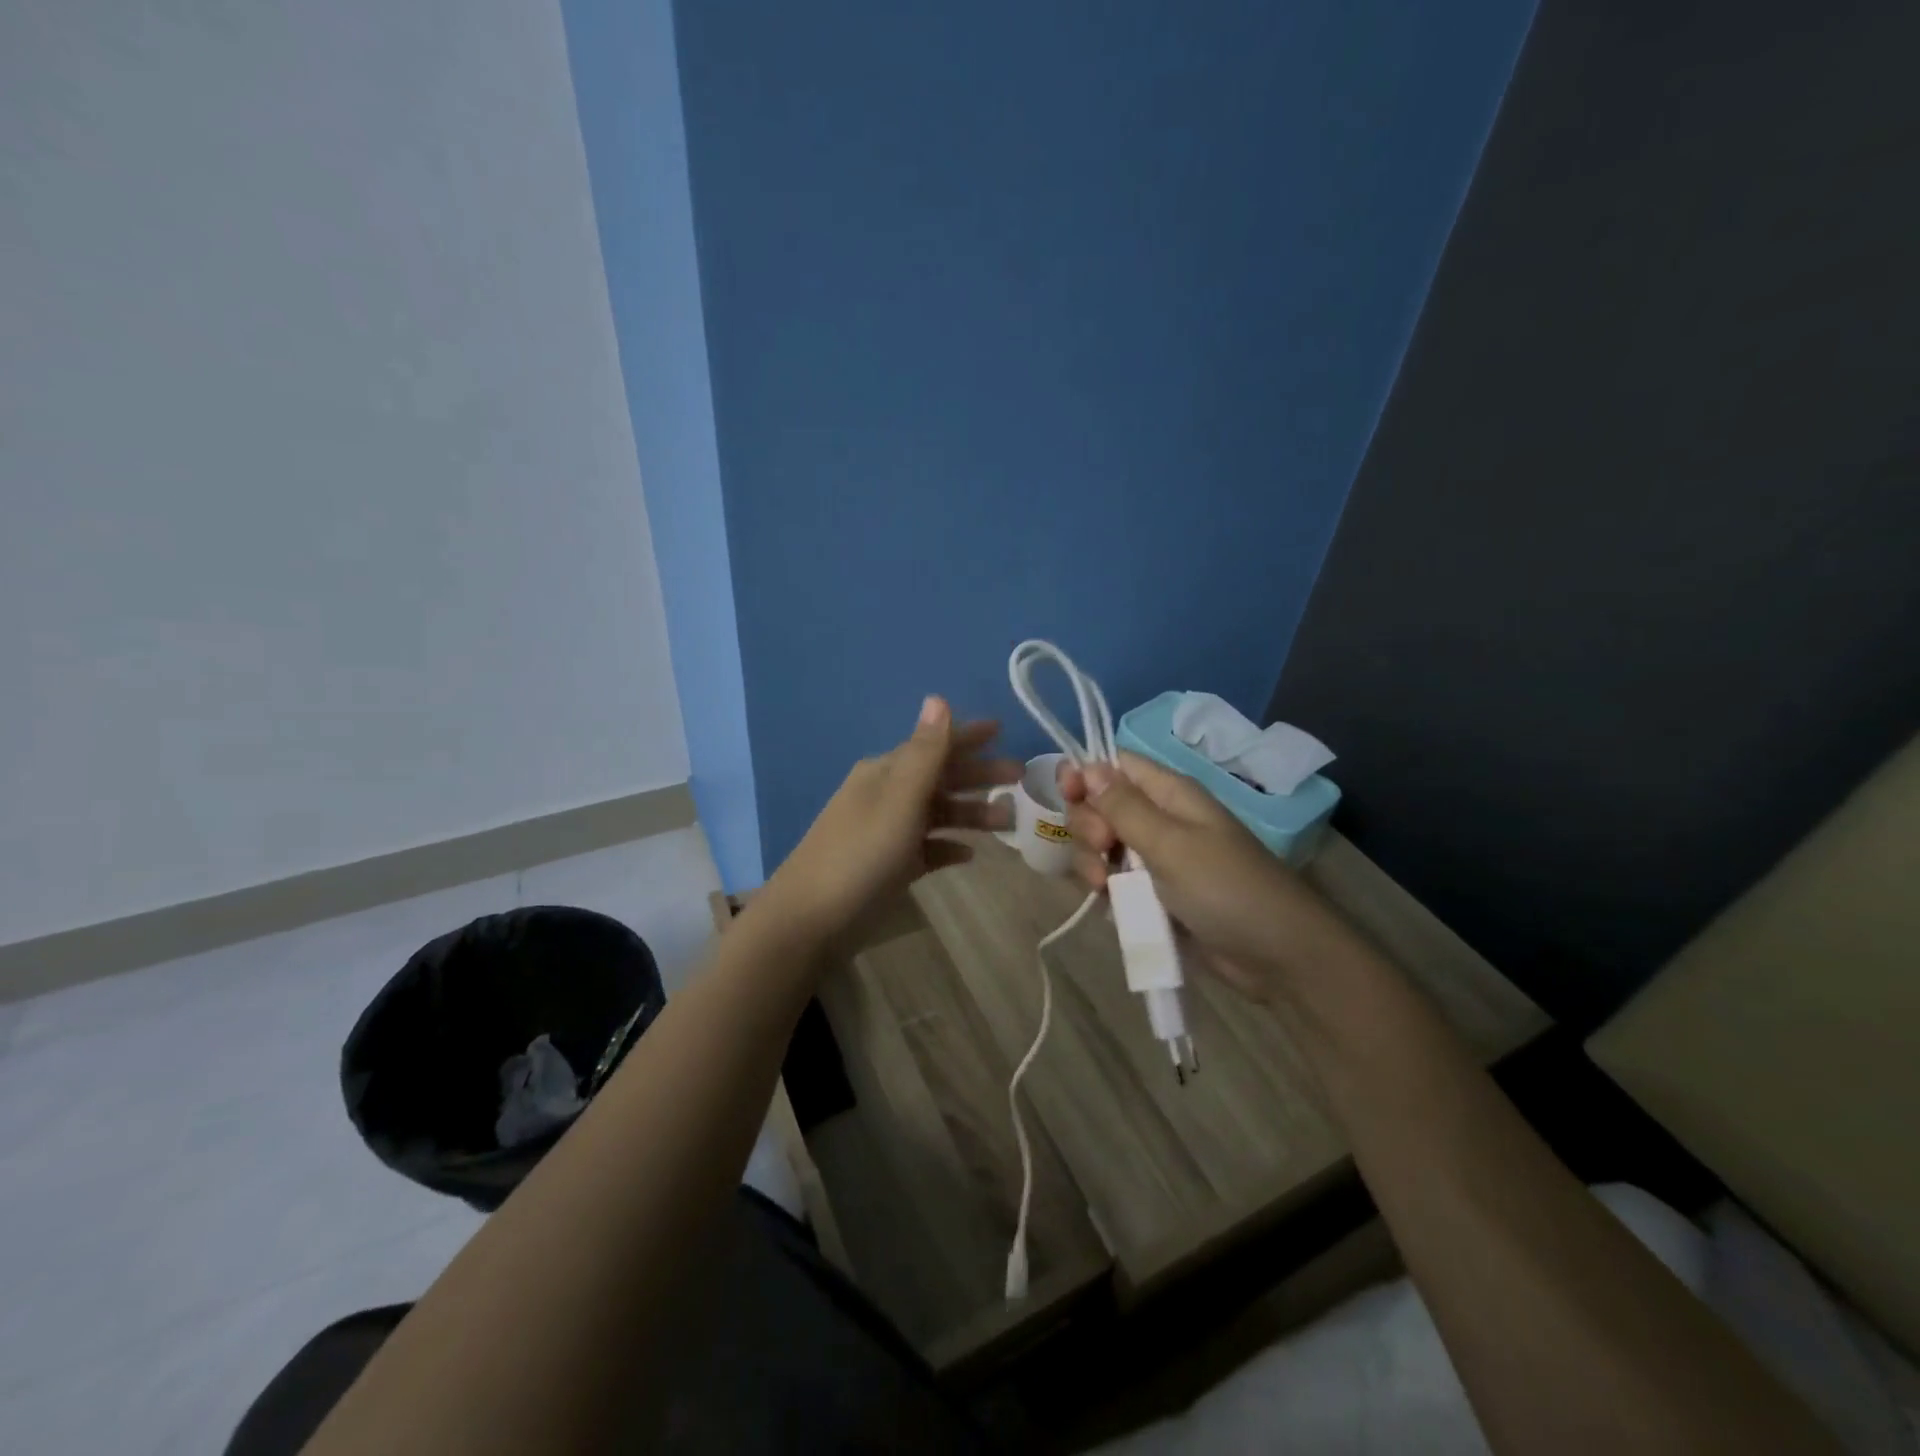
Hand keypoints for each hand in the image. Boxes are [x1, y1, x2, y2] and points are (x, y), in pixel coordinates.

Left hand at [768, 696, 1020, 937]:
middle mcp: (886, 795)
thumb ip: (925, 753)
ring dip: (970, 814)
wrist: (810, 920)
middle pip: (940, 778)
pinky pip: (926, 848)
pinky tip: (969, 855)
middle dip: (979, 776)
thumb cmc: (861, 854)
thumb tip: (937, 697)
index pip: (934, 744)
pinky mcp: (887, 866)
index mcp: (886, 772)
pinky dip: (947, 847)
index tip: (1003, 730)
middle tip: (1021, 779)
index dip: (968, 736)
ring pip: (936, 813)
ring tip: (1008, 823)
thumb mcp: (899, 800)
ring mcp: (886, 832)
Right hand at [1058, 752, 1362, 1001]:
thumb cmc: (1226, 888)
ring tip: (1105, 891)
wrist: (1277, 956)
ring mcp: (1156, 859)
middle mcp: (1159, 819)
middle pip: (1100, 806)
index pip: (1115, 765)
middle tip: (1103, 850)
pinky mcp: (1154, 895)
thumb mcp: (1170, 844)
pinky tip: (1112, 909)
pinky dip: (1107, 893)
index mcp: (1169, 794)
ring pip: (1102, 848)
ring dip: (1092, 865)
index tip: (1067, 795)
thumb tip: (1087, 766)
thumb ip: (1124, 807)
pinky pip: (1114, 882)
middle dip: (1088, 827)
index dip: (1085, 774)